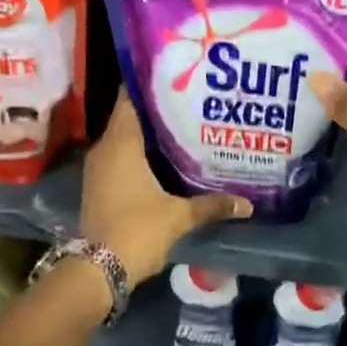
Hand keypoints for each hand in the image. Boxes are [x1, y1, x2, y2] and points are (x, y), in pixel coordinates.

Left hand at [81, 92, 249, 283]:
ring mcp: (98, 169)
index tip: (173, 76)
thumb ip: (212, 205)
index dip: (149, 85)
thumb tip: (247, 204)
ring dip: (148, 134)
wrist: (99, 269)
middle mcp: (105, 150)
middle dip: (156, 110)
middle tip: (189, 102)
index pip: (130, 100)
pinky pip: (120, 158)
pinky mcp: (99, 186)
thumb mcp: (179, 216)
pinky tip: (164, 160)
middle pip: (129, 118)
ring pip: (124, 139)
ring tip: (182, 127)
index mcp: (121, 144)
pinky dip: (139, 155)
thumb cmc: (138, 230)